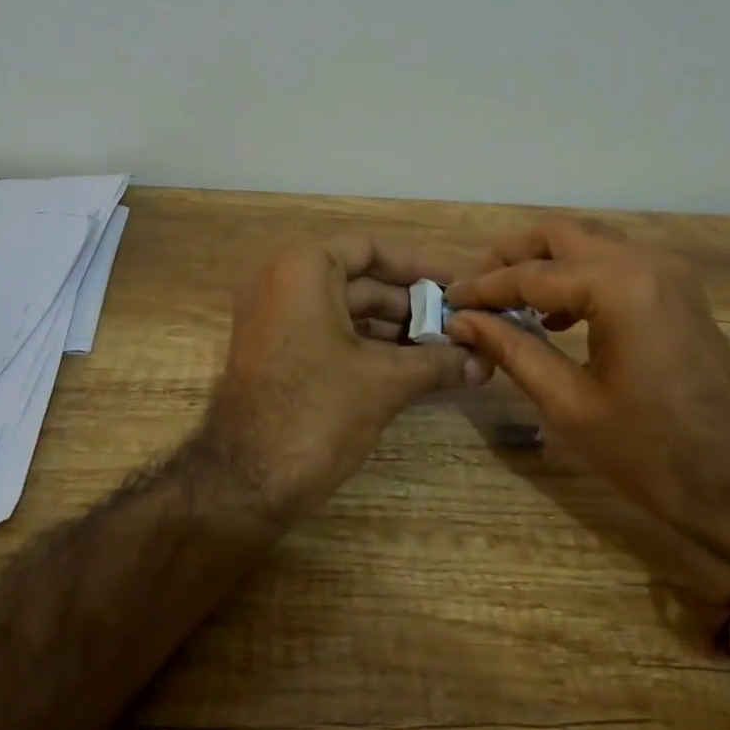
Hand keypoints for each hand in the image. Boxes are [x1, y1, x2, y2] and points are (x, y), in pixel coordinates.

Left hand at [208, 236, 488, 518]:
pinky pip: (331, 333)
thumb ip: (438, 362)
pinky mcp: (277, 351)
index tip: (456, 286)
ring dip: (396, 329)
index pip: (371, 249)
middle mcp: (284, 281)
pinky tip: (413, 366)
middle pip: (361, 280)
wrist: (245, 480)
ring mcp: (277, 318)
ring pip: (348, 310)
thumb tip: (485, 362)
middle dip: (412, 304)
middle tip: (461, 324)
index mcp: (304, 268)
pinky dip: (369, 345)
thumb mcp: (385, 381)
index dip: (418, 266)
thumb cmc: (318, 410)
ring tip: (448, 349)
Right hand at [444, 218, 729, 599]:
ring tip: (508, 301)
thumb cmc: (653, 453)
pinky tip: (555, 314)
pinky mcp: (676, 290)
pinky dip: (577, 276)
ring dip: (545, 263)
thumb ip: (512, 350)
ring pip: (588, 243)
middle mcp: (644, 262)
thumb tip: (463, 320)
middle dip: (512, 256)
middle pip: (560, 235)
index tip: (448, 299)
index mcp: (618, 286)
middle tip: (477, 289)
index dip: (484, 287)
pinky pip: (614, 264)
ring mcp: (667, 272)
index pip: (531, 273)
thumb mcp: (569, 404)